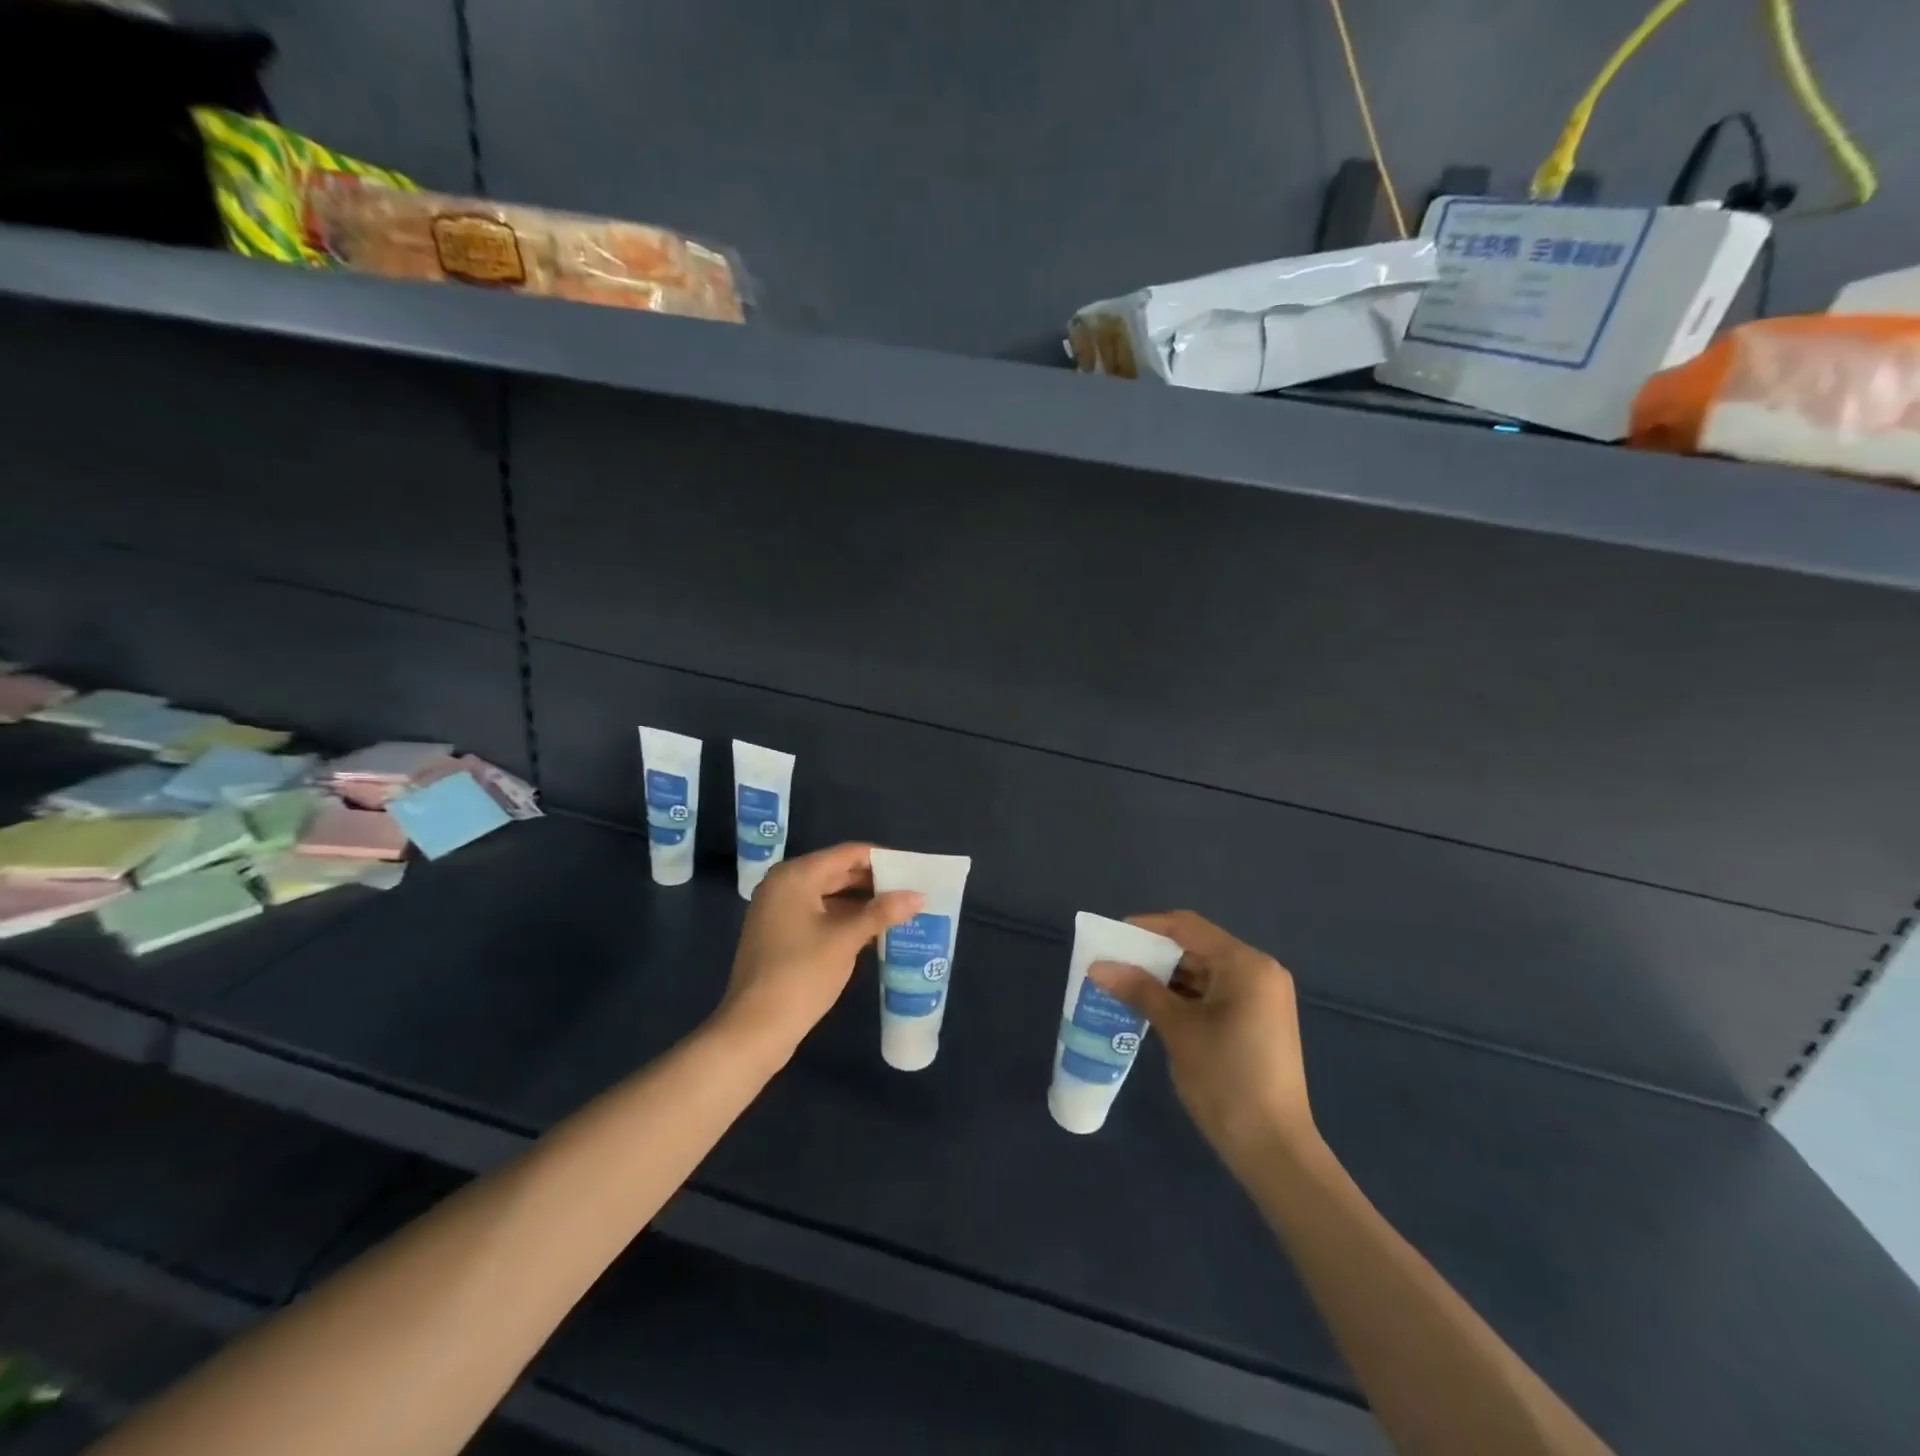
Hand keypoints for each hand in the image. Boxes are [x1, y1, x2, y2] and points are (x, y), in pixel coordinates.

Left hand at [715, 843, 922, 1063]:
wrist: (754, 1029)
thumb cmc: (800, 974)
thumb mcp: (845, 940)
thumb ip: (882, 913)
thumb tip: (918, 896)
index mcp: (796, 876)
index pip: (847, 853)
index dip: (882, 859)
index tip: (914, 869)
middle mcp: (784, 885)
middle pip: (837, 872)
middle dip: (874, 882)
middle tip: (911, 890)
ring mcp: (779, 911)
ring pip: (829, 895)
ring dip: (862, 903)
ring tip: (900, 910)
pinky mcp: (780, 934)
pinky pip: (819, 914)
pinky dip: (845, 919)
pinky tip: (874, 931)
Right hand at [1090, 911, 1313, 1163]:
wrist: (1274, 1149)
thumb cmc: (1226, 1080)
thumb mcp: (1178, 1030)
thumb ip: (1139, 990)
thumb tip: (1098, 966)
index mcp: (1246, 964)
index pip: (1187, 927)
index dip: (1146, 927)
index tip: (1110, 937)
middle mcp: (1259, 971)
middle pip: (1196, 947)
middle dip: (1153, 955)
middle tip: (1112, 963)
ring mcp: (1261, 997)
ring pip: (1203, 971)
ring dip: (1165, 977)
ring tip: (1124, 984)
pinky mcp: (1257, 1020)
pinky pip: (1214, 993)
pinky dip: (1184, 996)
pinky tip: (1151, 1006)